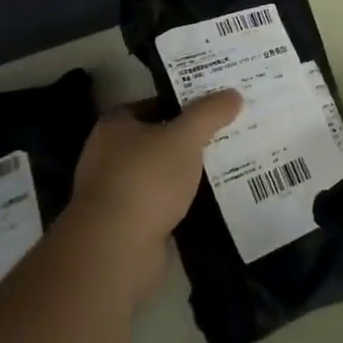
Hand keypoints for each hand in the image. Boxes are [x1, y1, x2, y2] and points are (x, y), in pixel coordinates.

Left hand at [67, 91, 241, 295]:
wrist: (116, 249)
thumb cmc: (146, 179)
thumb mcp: (185, 137)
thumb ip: (209, 113)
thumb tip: (233, 94)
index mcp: (115, 126)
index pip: (153, 104)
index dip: (183, 103)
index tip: (214, 107)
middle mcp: (108, 156)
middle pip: (157, 140)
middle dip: (188, 140)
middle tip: (227, 135)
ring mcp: (115, 193)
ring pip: (160, 175)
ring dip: (186, 175)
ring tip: (226, 168)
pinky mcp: (126, 226)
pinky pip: (161, 205)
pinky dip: (181, 204)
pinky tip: (210, 203)